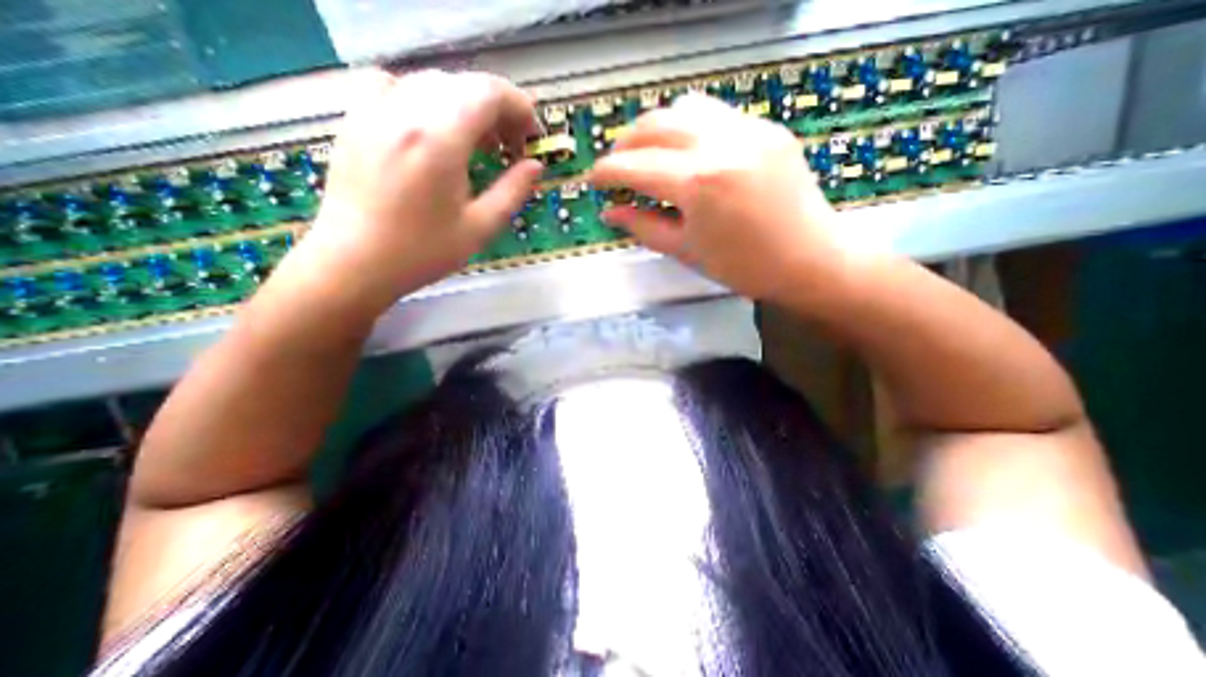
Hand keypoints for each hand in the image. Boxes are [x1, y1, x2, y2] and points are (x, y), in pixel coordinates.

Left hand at [289, 69, 537, 315]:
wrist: (354, 262)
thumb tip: (535, 166)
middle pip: (463, 84)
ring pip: (433, 83)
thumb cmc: (422, 251)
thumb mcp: (480, 227)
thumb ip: (512, 191)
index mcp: (439, 139)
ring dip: (466, 106)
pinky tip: (431, 128)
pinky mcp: (356, 119)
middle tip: (510, 148)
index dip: (519, 108)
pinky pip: (395, 86)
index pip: (488, 93)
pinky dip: (425, 99)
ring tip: (478, 143)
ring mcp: (374, 110)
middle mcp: (404, 111)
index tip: (532, 137)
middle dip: (498, 111)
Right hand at [593, 92, 856, 301]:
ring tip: (647, 155)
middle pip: (654, 124)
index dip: (606, 172)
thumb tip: (609, 212)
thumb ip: (643, 226)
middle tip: (616, 168)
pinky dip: (687, 127)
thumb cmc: (743, 267)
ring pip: (683, 107)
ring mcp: (748, 129)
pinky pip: (714, 113)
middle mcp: (720, 143)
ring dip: (655, 128)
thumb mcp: (685, 251)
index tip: (593, 180)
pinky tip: (684, 152)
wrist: (809, 259)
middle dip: (624, 144)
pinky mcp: (766, 127)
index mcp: (698, 183)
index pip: (635, 166)